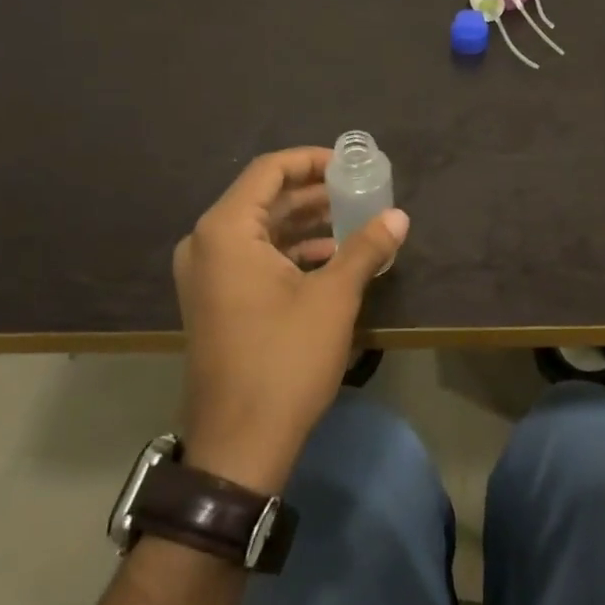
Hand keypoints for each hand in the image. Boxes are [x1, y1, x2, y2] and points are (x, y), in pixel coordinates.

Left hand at [172, 147, 408, 492]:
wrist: (240, 443)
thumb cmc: (284, 359)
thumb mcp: (333, 298)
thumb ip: (365, 248)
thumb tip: (399, 217)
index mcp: (226, 230)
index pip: (269, 170)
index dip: (312, 161)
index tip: (352, 166)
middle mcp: (206, 243)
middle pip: (265, 198)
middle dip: (314, 194)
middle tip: (360, 192)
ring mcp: (206, 274)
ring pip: (261, 230)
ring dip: (306, 224)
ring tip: (355, 223)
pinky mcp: (215, 300)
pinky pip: (254, 258)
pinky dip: (291, 252)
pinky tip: (332, 259)